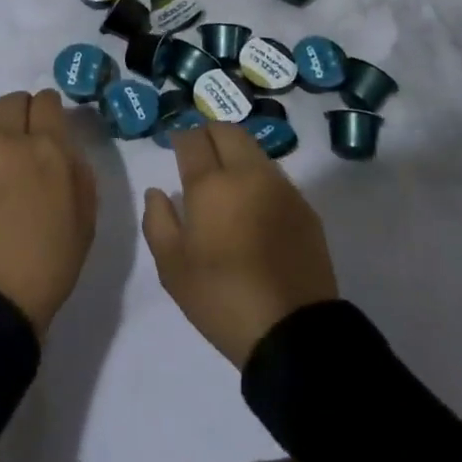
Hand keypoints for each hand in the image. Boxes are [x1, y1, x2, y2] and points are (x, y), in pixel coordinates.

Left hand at [0, 90, 97, 336]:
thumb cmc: (47, 265)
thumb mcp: (85, 221)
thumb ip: (79, 174)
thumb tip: (65, 151)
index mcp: (48, 149)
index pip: (47, 101)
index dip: (51, 110)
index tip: (52, 127)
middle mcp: (8, 140)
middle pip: (14, 99)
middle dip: (25, 112)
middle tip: (28, 138)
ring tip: (1, 146)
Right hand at [142, 121, 338, 367]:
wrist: (292, 330)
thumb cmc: (221, 297)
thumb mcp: (172, 267)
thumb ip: (158, 221)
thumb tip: (158, 192)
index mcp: (211, 185)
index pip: (193, 140)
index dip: (181, 137)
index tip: (175, 145)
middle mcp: (248, 174)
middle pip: (228, 131)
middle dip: (209, 133)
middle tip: (199, 151)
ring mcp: (281, 187)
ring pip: (254, 149)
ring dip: (236, 151)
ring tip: (225, 176)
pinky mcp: (304, 207)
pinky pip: (275, 175)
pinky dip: (257, 176)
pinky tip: (252, 202)